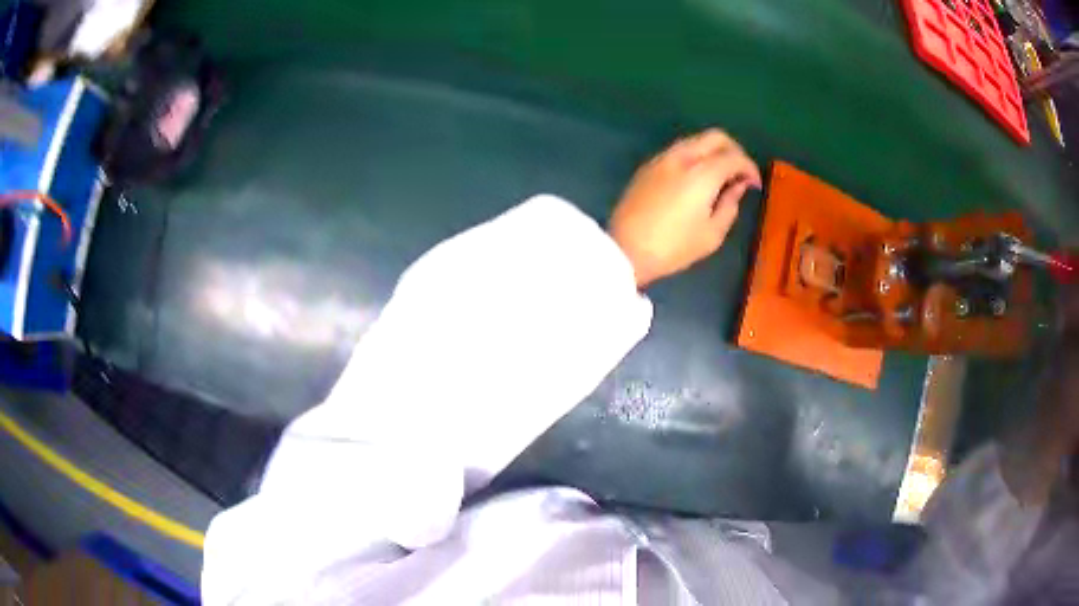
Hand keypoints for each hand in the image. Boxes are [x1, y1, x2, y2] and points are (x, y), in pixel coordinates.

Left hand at [608, 129, 761, 287]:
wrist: (625, 249)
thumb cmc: (673, 247)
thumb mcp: (712, 234)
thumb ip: (730, 204)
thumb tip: (738, 186)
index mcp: (702, 173)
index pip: (734, 157)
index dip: (750, 168)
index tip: (755, 184)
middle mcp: (683, 157)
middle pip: (715, 137)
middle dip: (734, 150)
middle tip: (740, 173)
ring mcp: (662, 158)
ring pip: (695, 140)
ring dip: (713, 151)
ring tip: (720, 176)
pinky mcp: (648, 166)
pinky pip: (679, 150)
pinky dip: (695, 156)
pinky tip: (697, 178)